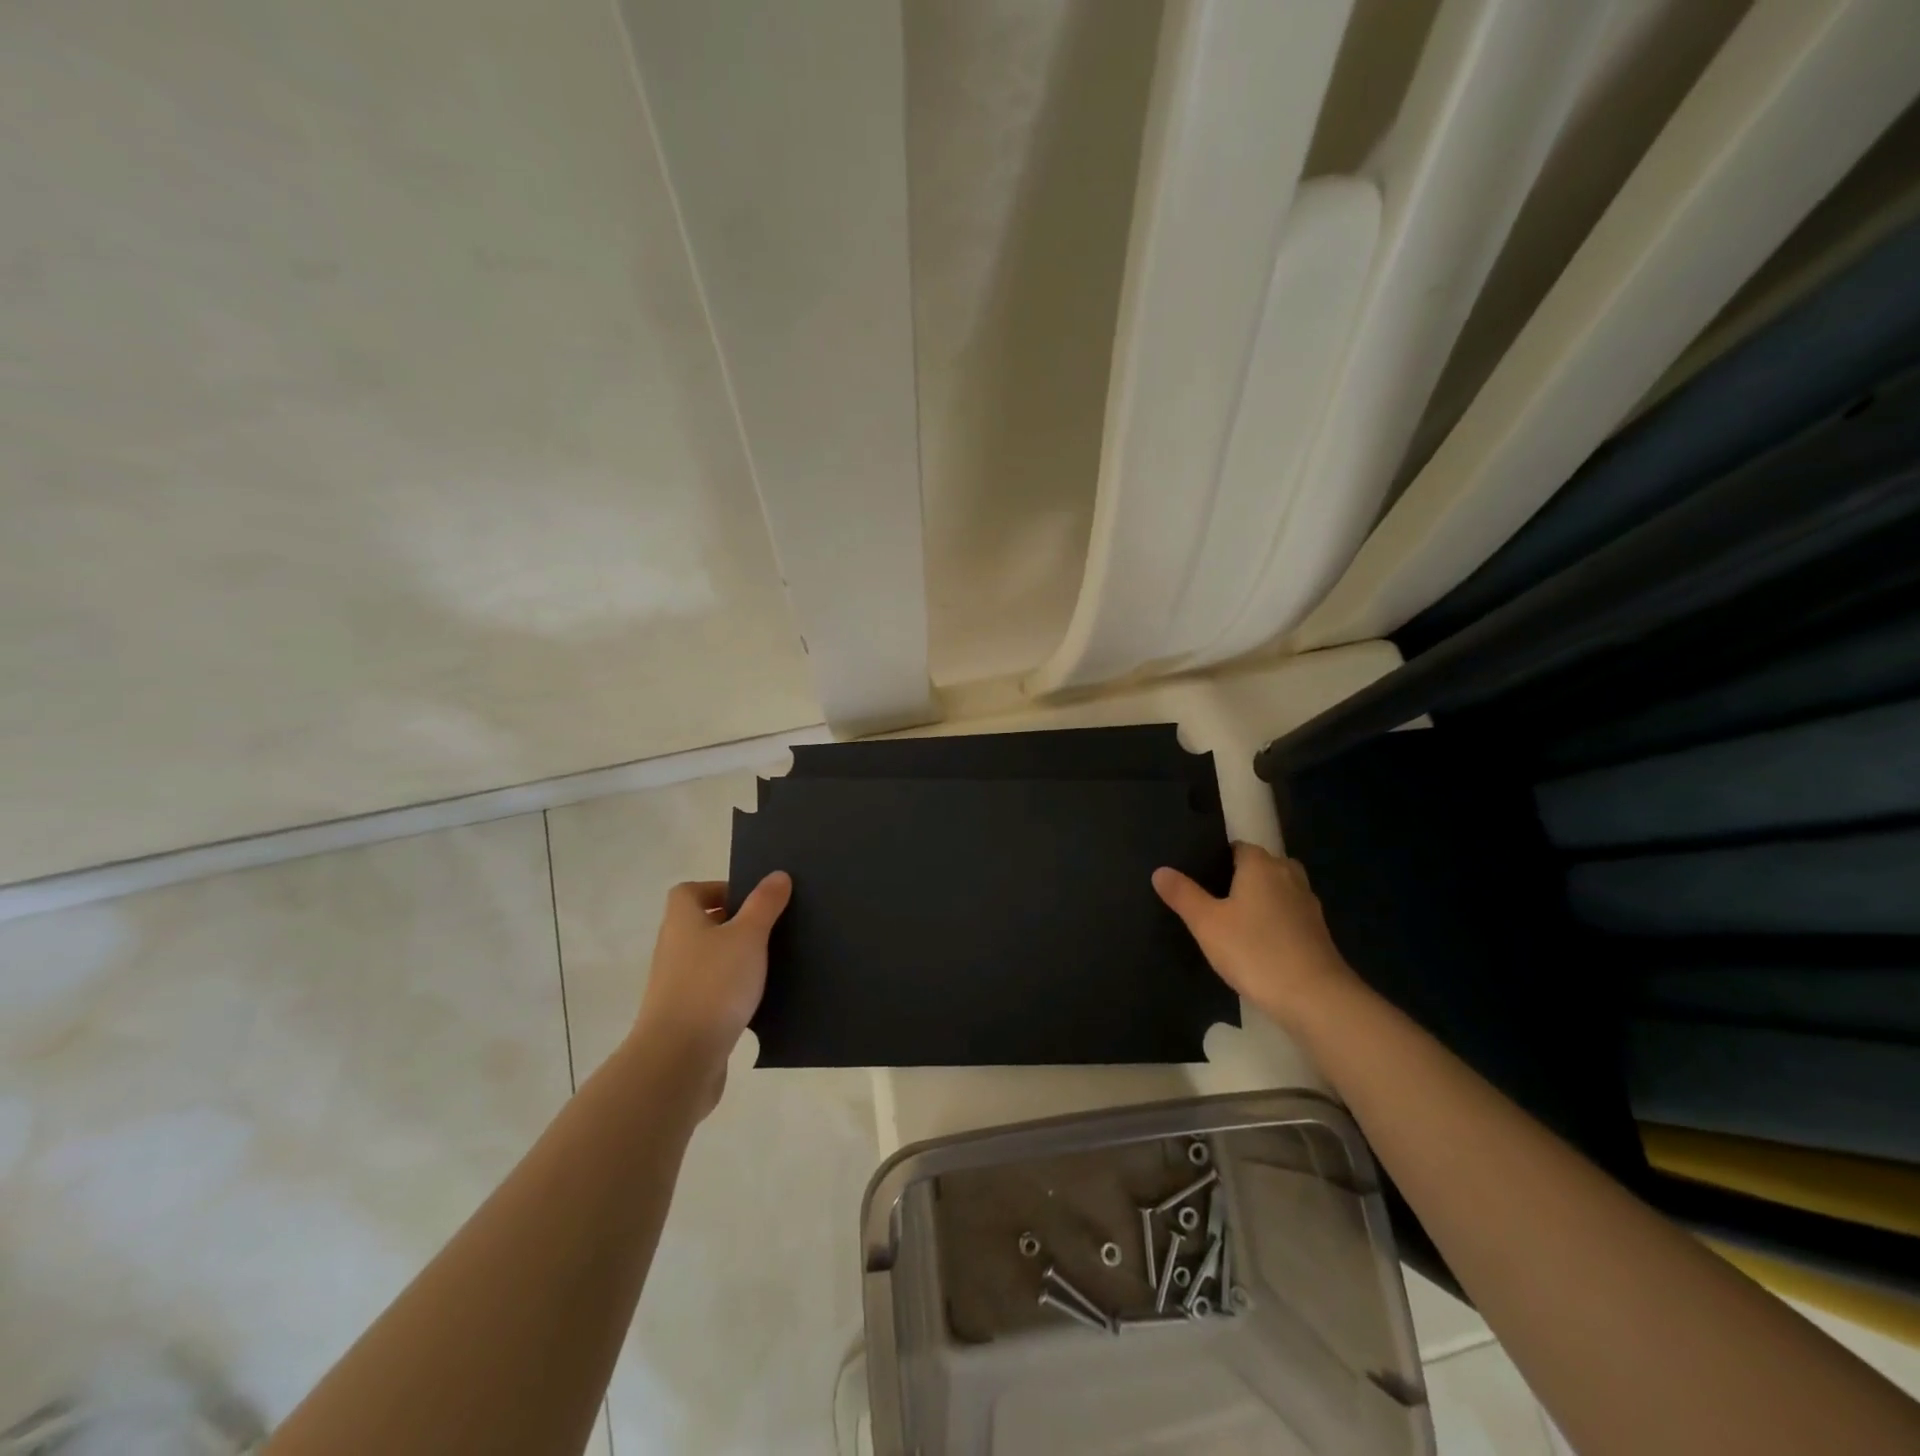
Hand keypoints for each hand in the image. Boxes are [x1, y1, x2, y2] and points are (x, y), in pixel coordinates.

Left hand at [628, 873, 790, 1116]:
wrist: (679, 1059)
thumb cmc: (713, 985)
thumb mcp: (748, 936)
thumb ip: (764, 904)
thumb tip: (777, 874)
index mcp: (682, 921)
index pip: (690, 892)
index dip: (719, 889)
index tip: (752, 900)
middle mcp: (673, 949)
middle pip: (700, 925)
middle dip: (734, 924)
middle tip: (770, 928)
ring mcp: (675, 986)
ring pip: (708, 960)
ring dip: (735, 959)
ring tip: (771, 963)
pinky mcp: (685, 1018)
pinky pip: (712, 992)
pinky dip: (731, 992)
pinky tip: (758, 1000)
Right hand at [1153, 843, 1355, 1030]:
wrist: (1315, 997)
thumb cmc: (1254, 951)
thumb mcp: (1206, 923)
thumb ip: (1183, 894)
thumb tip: (1160, 870)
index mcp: (1261, 865)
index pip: (1238, 847)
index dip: (1218, 859)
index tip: (1199, 877)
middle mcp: (1288, 875)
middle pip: (1261, 866)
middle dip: (1240, 878)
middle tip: (1213, 900)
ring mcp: (1307, 903)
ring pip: (1278, 890)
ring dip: (1260, 900)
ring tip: (1233, 922)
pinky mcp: (1318, 931)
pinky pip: (1289, 914)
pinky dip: (1275, 921)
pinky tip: (1258, 943)